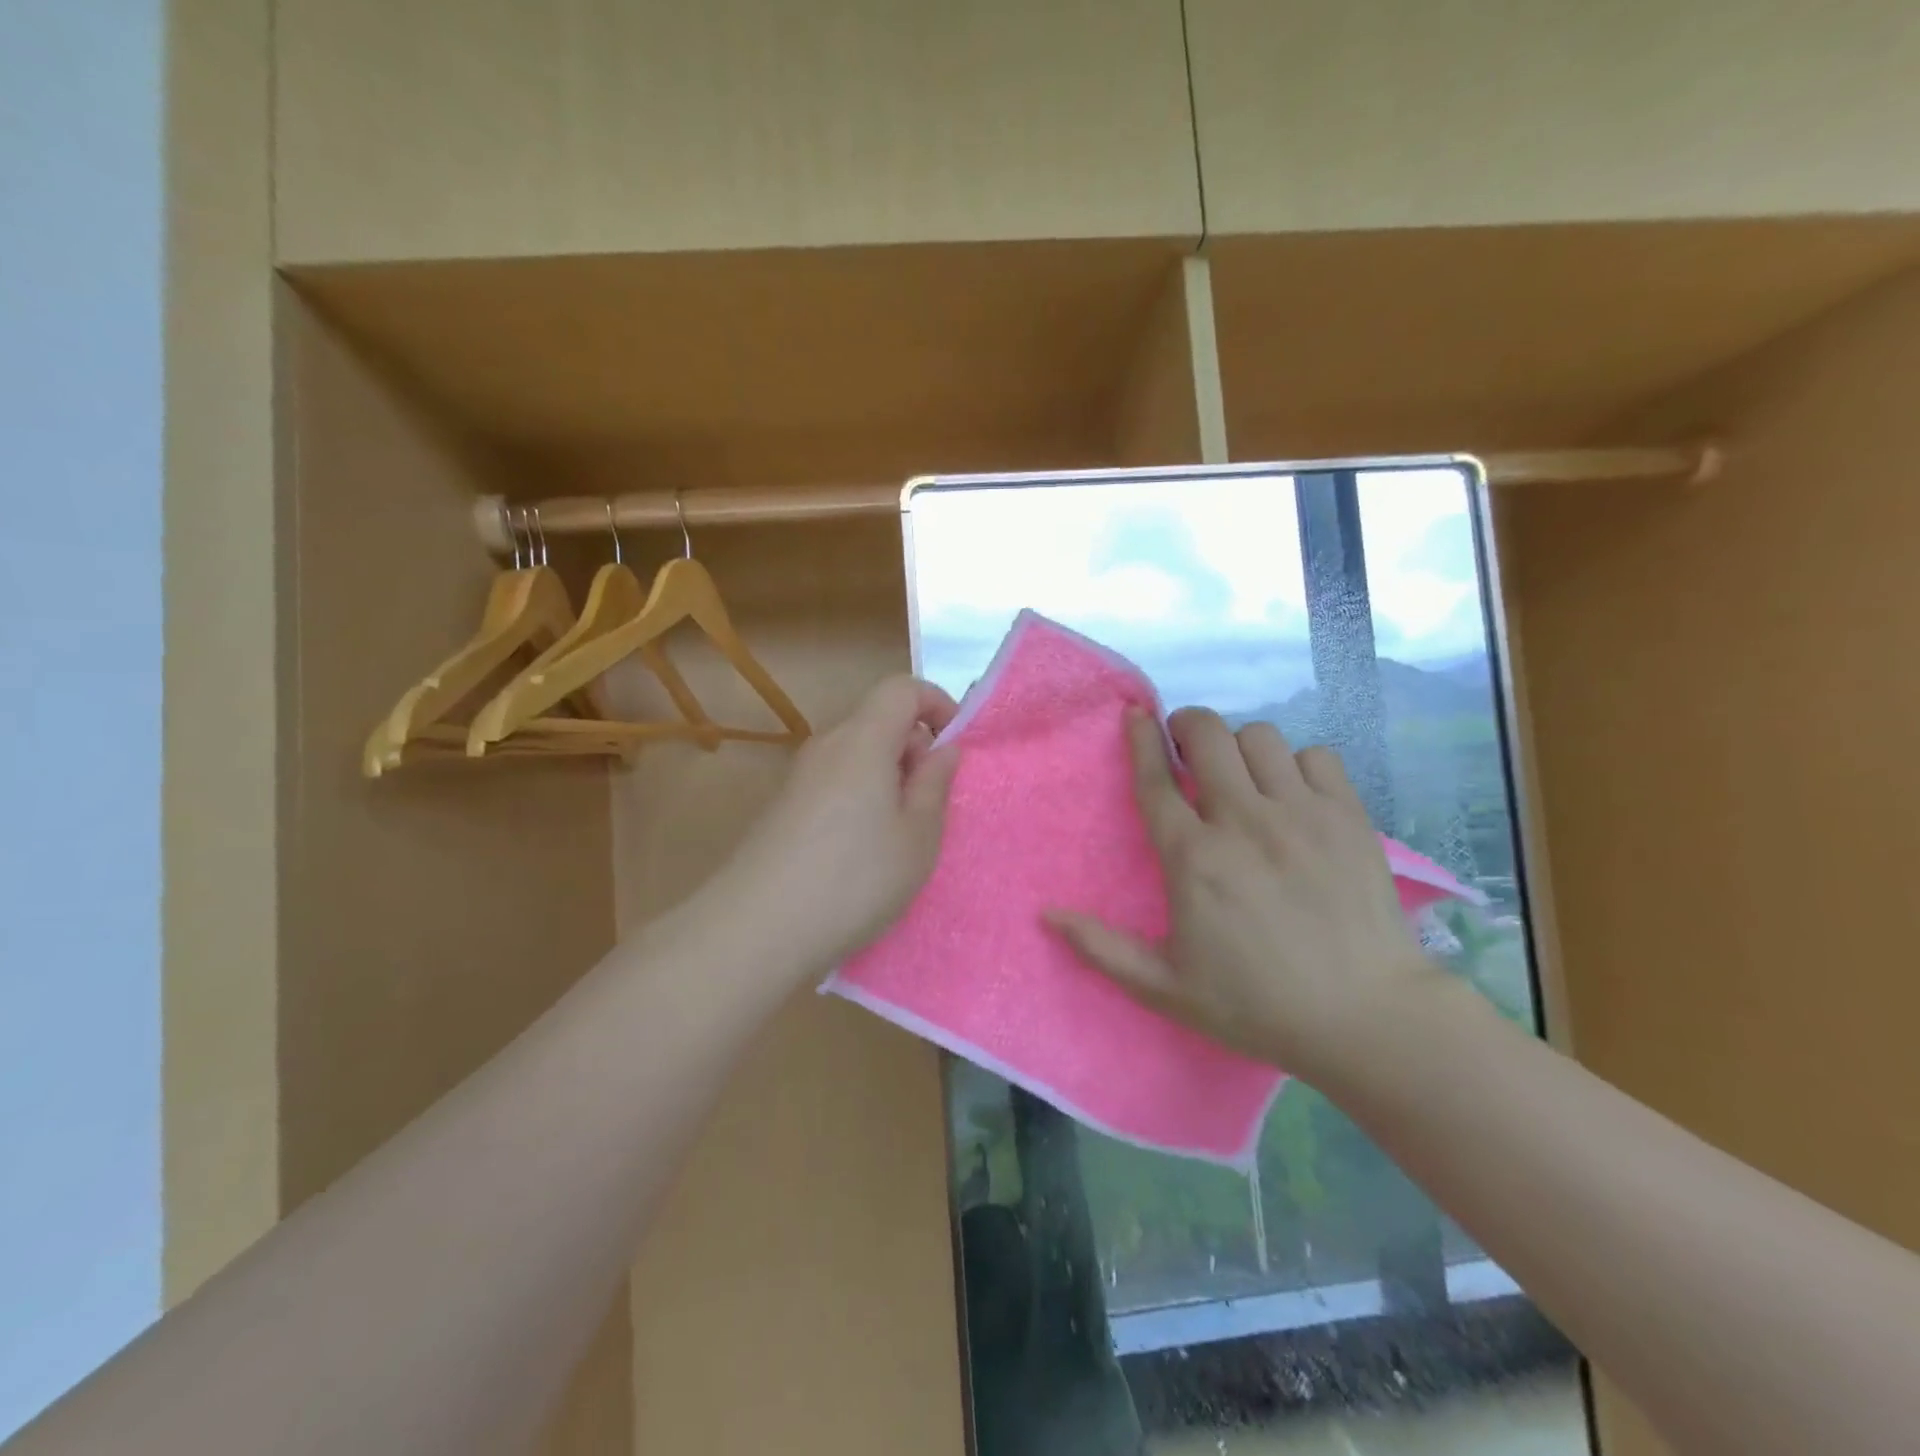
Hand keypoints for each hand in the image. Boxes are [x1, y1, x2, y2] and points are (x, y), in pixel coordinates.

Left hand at [706, 675, 960, 977]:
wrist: (757, 928)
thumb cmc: (855, 879)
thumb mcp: (918, 836)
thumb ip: (935, 784)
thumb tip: (943, 748)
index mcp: (864, 740)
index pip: (901, 688)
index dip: (936, 704)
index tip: (954, 747)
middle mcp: (827, 746)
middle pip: (877, 720)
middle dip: (914, 747)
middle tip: (930, 803)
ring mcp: (800, 776)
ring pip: (856, 754)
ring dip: (887, 776)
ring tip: (899, 833)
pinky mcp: (784, 806)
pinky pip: (834, 780)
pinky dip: (860, 796)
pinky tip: (860, 850)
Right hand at [1048, 707, 1435, 1083]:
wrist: (1367, 1018)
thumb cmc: (1257, 1004)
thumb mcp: (1166, 988)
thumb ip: (1102, 948)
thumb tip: (1046, 914)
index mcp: (1194, 859)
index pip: (1156, 780)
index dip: (1140, 740)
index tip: (1134, 715)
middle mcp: (1243, 822)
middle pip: (1207, 736)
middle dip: (1188, 727)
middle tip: (1186, 747)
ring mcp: (1301, 814)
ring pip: (1260, 737)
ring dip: (1240, 746)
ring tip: (1241, 773)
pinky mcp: (1348, 817)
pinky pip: (1317, 756)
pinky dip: (1298, 763)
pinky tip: (1294, 793)